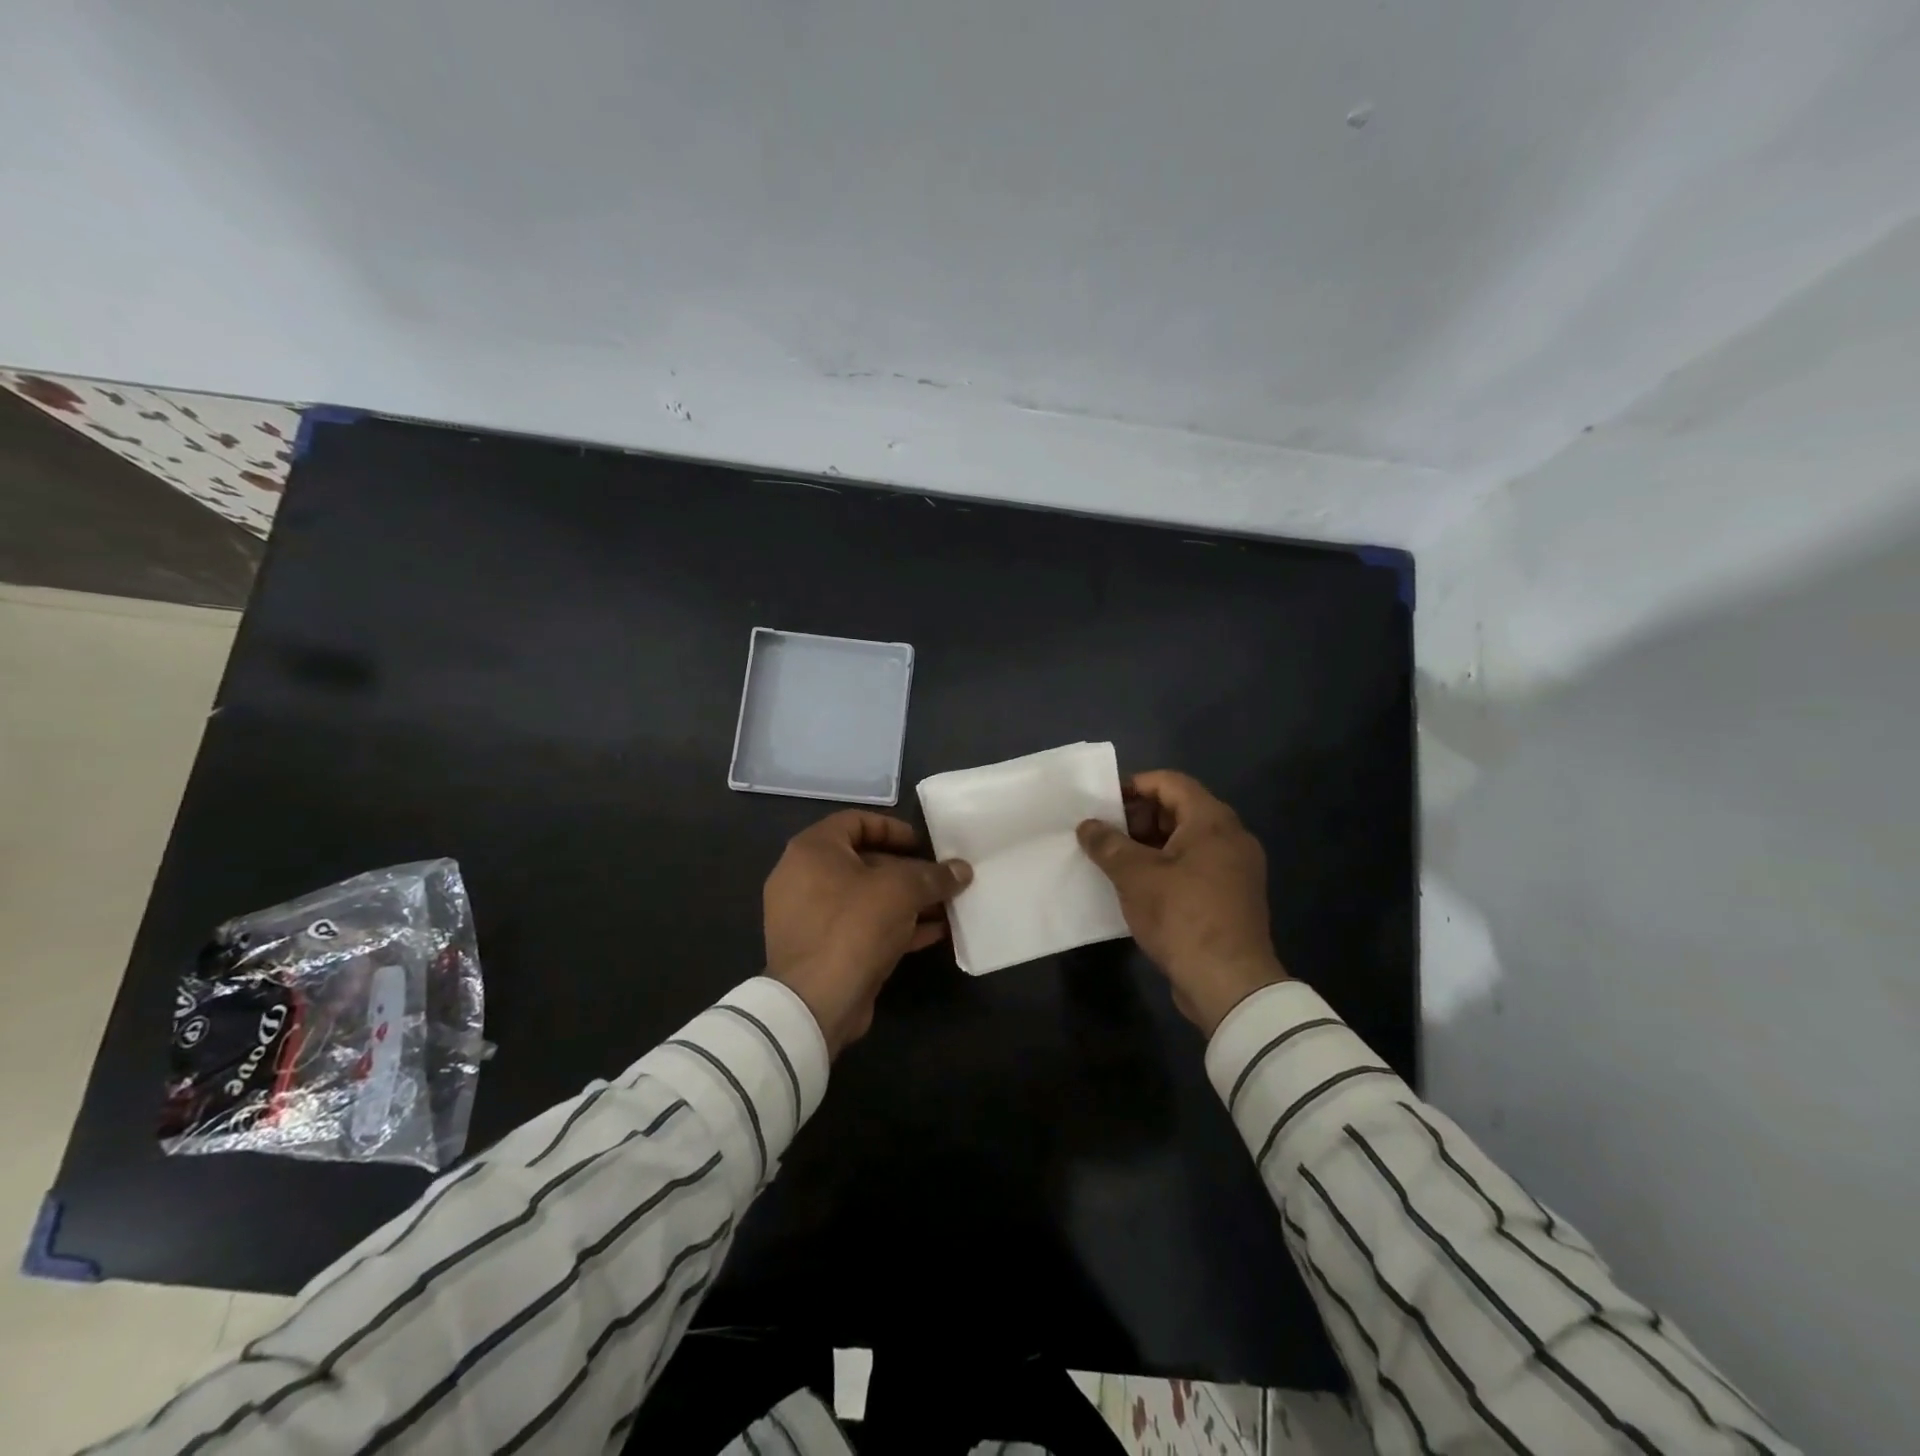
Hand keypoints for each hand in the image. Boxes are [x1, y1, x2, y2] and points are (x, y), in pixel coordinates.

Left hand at [765, 811, 972, 1055]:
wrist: (815, 1003)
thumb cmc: (854, 926)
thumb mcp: (902, 891)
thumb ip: (934, 876)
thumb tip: (962, 870)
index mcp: (813, 850)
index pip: (856, 821)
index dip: (894, 829)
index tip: (924, 845)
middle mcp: (804, 877)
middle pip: (864, 861)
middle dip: (908, 870)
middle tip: (941, 878)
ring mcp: (811, 916)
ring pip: (866, 898)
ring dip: (907, 901)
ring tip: (947, 906)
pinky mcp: (822, 949)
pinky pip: (862, 926)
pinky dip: (895, 926)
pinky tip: (934, 933)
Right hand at [1077, 770, 1286, 1034]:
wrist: (1229, 983)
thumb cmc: (1181, 916)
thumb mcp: (1134, 876)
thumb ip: (1107, 844)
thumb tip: (1087, 826)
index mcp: (1212, 821)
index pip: (1170, 782)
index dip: (1134, 786)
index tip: (1102, 804)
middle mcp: (1231, 837)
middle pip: (1179, 810)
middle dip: (1138, 818)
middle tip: (1104, 836)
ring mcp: (1235, 869)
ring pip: (1186, 841)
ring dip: (1149, 846)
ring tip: (1114, 861)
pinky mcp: (1232, 897)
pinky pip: (1194, 867)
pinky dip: (1166, 867)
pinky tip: (1137, 887)